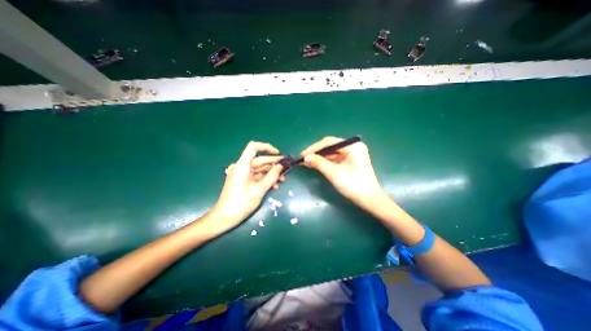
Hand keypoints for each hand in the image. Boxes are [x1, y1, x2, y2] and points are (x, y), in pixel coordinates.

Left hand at [212, 141, 285, 231]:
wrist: (225, 217)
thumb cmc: (241, 203)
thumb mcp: (259, 190)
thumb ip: (272, 176)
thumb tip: (281, 166)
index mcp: (242, 165)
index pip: (254, 147)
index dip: (267, 148)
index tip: (278, 154)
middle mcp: (241, 167)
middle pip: (260, 160)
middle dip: (274, 164)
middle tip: (286, 168)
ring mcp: (241, 174)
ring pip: (259, 169)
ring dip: (271, 174)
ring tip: (283, 180)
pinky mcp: (242, 180)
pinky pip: (256, 176)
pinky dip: (265, 179)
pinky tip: (274, 186)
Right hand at [301, 136, 387, 208]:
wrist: (370, 200)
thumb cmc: (354, 185)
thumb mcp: (334, 173)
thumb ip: (319, 163)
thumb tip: (305, 157)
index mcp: (352, 146)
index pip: (329, 142)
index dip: (314, 148)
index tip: (302, 155)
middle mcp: (352, 147)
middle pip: (330, 147)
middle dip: (316, 153)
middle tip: (303, 159)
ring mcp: (352, 154)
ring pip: (331, 153)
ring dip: (319, 158)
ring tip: (306, 162)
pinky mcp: (350, 162)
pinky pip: (335, 159)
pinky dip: (325, 162)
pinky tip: (315, 165)